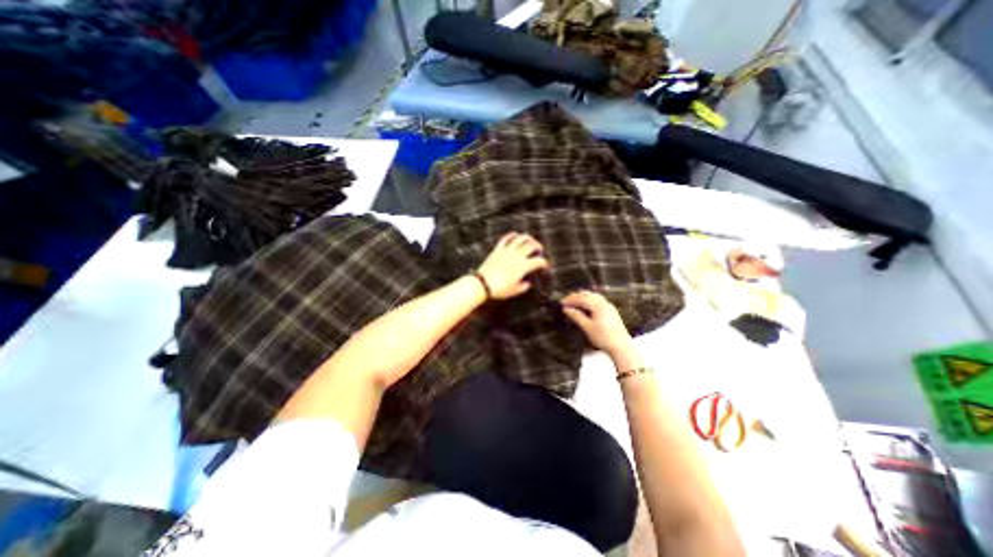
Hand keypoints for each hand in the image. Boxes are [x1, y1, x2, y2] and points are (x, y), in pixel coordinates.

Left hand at [474, 230, 549, 300]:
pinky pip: (506, 239)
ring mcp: (507, 251)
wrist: (483, 284)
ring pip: (520, 238)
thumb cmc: (500, 289)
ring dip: (528, 238)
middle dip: (538, 246)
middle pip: (532, 245)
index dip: (544, 263)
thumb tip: (527, 283)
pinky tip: (515, 235)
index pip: (539, 261)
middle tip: (539, 250)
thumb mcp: (515, 290)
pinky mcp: (498, 249)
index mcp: (523, 266)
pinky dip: (512, 235)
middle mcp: (517, 256)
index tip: (544, 266)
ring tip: (530, 240)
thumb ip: (524, 286)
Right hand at [562, 290, 630, 359]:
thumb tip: (566, 309)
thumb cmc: (603, 338)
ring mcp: (609, 306)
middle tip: (566, 302)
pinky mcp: (611, 311)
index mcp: (598, 306)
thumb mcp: (587, 327)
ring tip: (574, 302)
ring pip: (593, 296)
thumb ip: (577, 316)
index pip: (581, 298)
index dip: (570, 300)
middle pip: (588, 294)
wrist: (621, 347)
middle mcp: (604, 303)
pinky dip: (589, 300)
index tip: (561, 303)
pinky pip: (598, 300)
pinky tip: (585, 306)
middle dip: (576, 297)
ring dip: (583, 297)